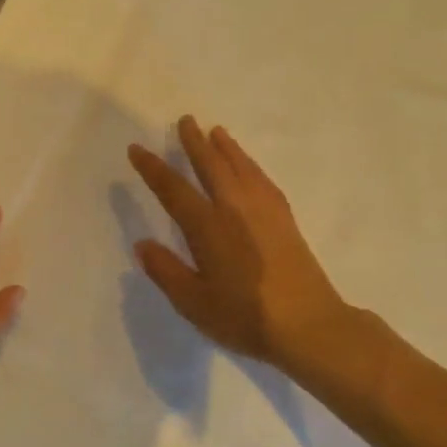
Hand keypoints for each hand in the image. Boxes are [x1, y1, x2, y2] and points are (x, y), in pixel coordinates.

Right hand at [128, 117, 351, 372]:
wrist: (309, 325)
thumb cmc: (245, 317)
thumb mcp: (194, 302)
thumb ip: (166, 271)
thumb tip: (142, 244)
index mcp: (208, 226)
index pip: (173, 189)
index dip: (153, 168)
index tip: (137, 149)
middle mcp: (235, 208)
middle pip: (212, 166)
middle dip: (195, 142)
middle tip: (185, 120)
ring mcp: (264, 211)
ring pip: (241, 167)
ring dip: (226, 147)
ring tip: (216, 131)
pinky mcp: (285, 219)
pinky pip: (263, 179)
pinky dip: (250, 165)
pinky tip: (249, 167)